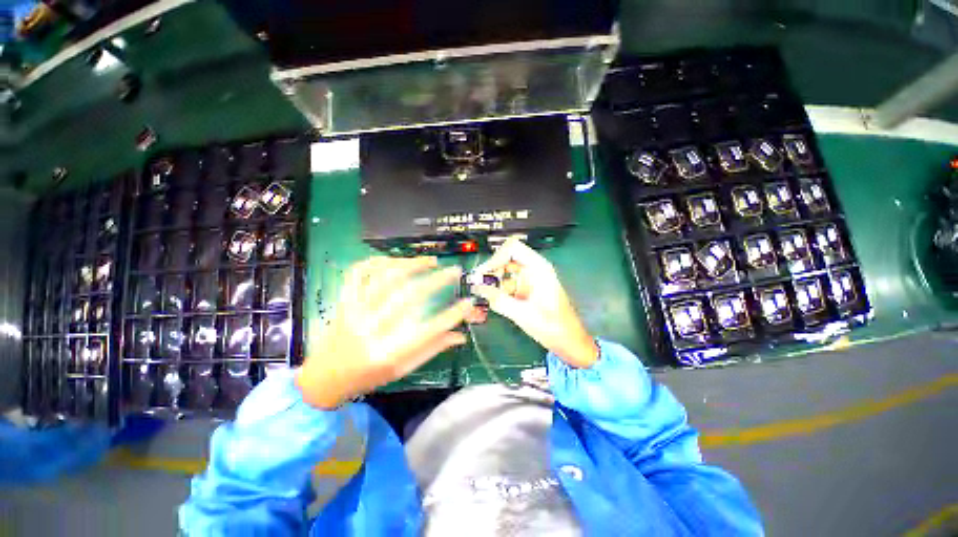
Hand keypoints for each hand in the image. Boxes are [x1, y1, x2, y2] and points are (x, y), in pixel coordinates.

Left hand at [296, 256, 471, 408]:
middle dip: (438, 281)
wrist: (324, 378)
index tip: (469, 302)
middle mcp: (371, 330)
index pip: (429, 330)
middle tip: (455, 271)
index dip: (453, 315)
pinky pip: (358, 273)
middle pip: (409, 296)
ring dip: (411, 264)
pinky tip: (396, 262)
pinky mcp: (344, 301)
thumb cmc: (368, 377)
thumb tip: (461, 335)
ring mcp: (354, 312)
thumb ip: (432, 349)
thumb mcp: (403, 369)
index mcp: (389, 353)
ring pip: (385, 278)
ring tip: (431, 262)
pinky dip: (378, 262)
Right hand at [472, 238, 598, 367]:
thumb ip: (499, 300)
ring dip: (493, 282)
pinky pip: (507, 285)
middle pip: (506, 259)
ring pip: (504, 273)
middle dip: (492, 270)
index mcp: (538, 268)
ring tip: (484, 295)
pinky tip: (492, 301)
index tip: (485, 273)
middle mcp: (533, 270)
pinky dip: (498, 291)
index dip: (496, 257)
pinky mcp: (525, 291)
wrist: (568, 342)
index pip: (513, 248)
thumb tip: (479, 289)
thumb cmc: (553, 326)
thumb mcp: (523, 313)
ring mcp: (528, 280)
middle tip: (480, 284)